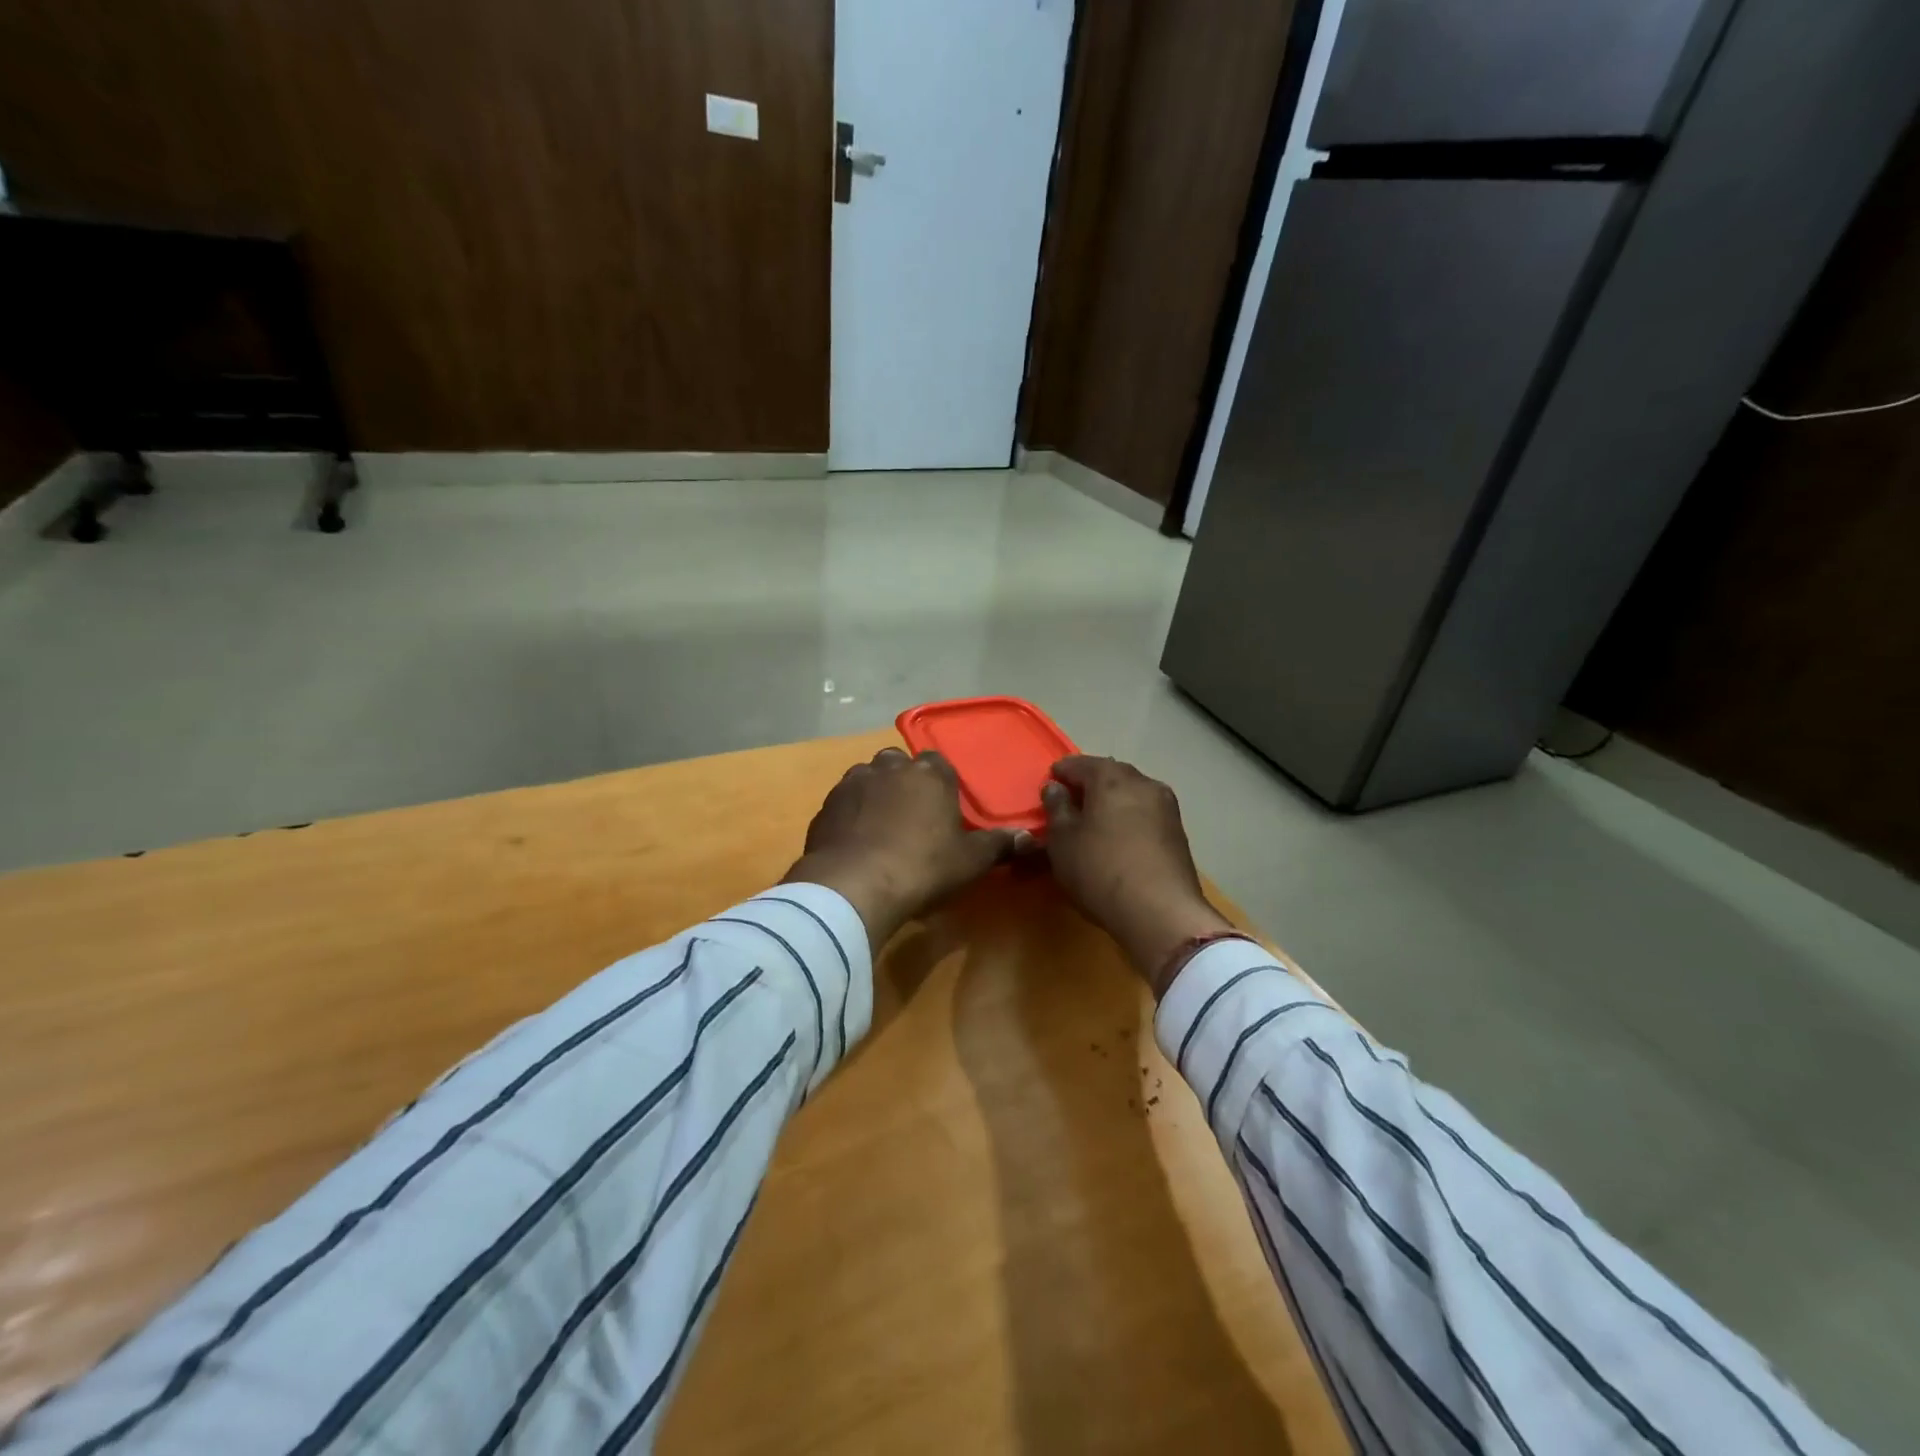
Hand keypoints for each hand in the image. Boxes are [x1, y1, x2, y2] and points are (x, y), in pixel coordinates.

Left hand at [784, 747, 1028, 948]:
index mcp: (929, 774)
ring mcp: (853, 783)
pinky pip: (844, 803)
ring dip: (874, 794)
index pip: (938, 763)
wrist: (854, 885)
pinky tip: (855, 841)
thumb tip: (1030, 837)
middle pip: (899, 765)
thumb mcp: (970, 861)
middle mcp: (889, 768)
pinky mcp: (825, 806)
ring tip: (880, 828)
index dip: (941, 783)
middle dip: (904, 782)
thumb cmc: (923, 867)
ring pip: (867, 778)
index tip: (943, 807)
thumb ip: (998, 845)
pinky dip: (850, 815)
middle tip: (911, 816)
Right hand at [1042, 756, 1234, 995]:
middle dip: (1090, 783)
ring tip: (1093, 820)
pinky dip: (1128, 818)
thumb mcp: (1063, 841)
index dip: (1062, 771)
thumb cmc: (1100, 870)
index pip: (1081, 763)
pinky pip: (1145, 814)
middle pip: (1111, 774)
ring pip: (1131, 794)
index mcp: (1112, 779)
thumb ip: (1057, 808)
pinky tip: (1117, 837)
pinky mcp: (1178, 833)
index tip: (1050, 782)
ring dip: (1112, 801)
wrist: (1161, 913)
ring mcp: (1166, 808)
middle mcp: (1144, 784)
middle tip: (1070, 800)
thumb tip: (1056, 788)